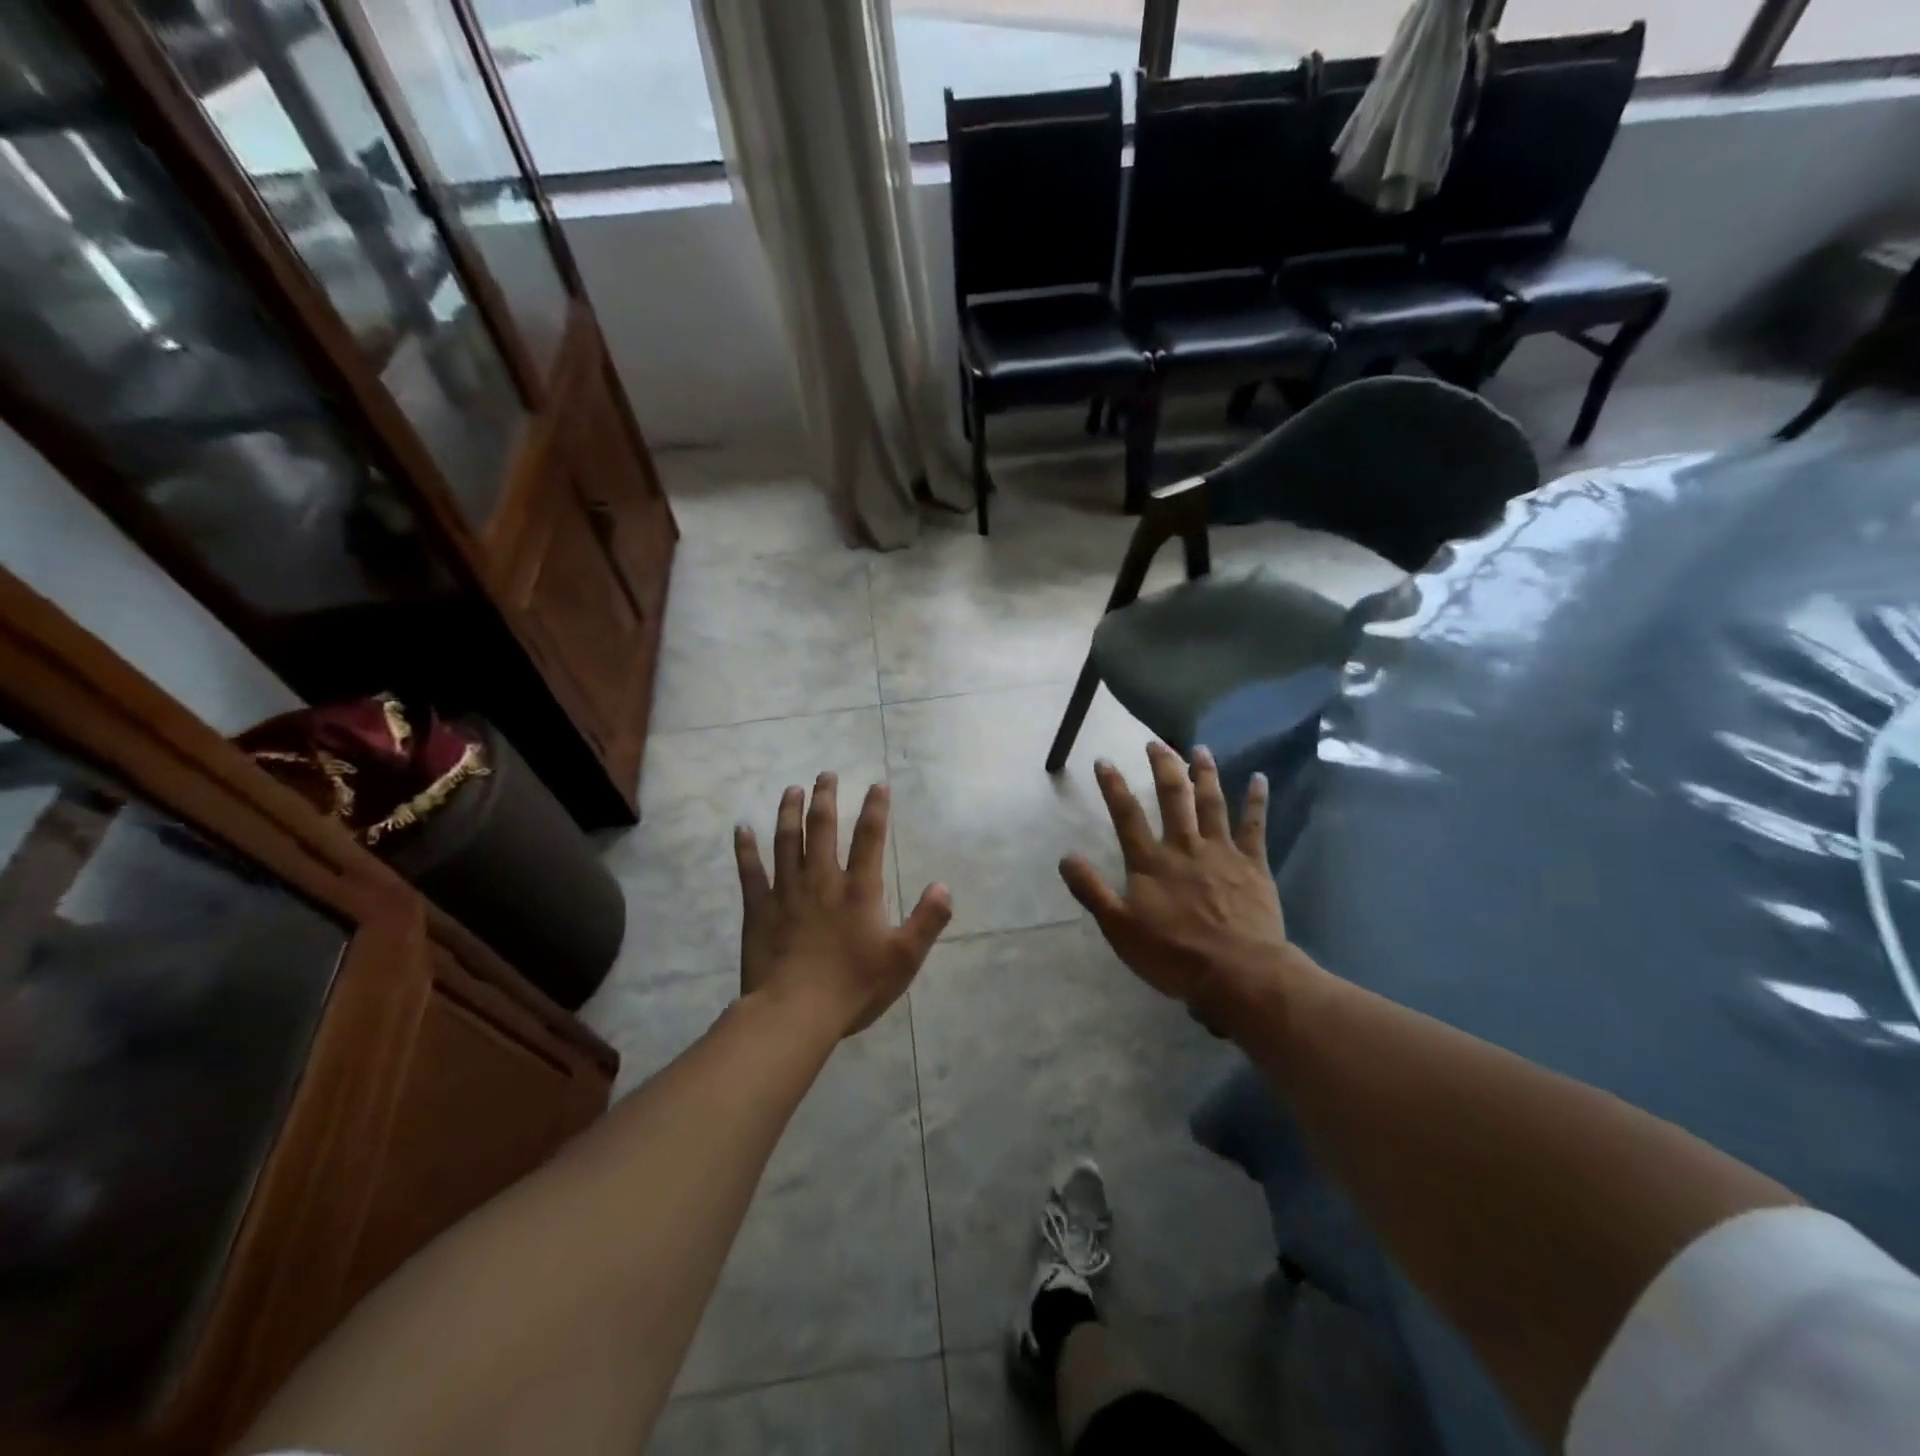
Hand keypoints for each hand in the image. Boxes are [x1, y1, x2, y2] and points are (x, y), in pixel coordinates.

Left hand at [735, 773, 952, 1037]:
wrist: (795, 1013)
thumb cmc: (854, 987)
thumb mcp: (904, 958)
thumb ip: (927, 920)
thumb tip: (943, 886)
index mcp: (858, 889)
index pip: (870, 837)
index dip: (876, 808)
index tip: (878, 785)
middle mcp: (822, 880)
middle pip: (823, 828)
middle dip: (826, 797)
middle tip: (826, 775)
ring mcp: (786, 892)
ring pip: (787, 840)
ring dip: (790, 811)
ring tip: (792, 789)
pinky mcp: (759, 909)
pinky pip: (750, 871)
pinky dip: (746, 848)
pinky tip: (741, 829)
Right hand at [1059, 743, 1300, 1031]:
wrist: (1238, 973)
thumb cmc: (1173, 955)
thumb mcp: (1119, 928)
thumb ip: (1092, 891)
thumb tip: (1065, 857)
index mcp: (1151, 861)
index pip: (1127, 814)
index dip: (1113, 786)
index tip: (1104, 760)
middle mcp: (1185, 846)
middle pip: (1173, 797)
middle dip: (1162, 767)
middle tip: (1155, 743)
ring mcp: (1222, 852)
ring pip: (1212, 803)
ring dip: (1205, 774)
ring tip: (1200, 749)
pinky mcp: (1253, 864)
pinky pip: (1255, 826)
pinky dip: (1256, 801)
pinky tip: (1259, 778)